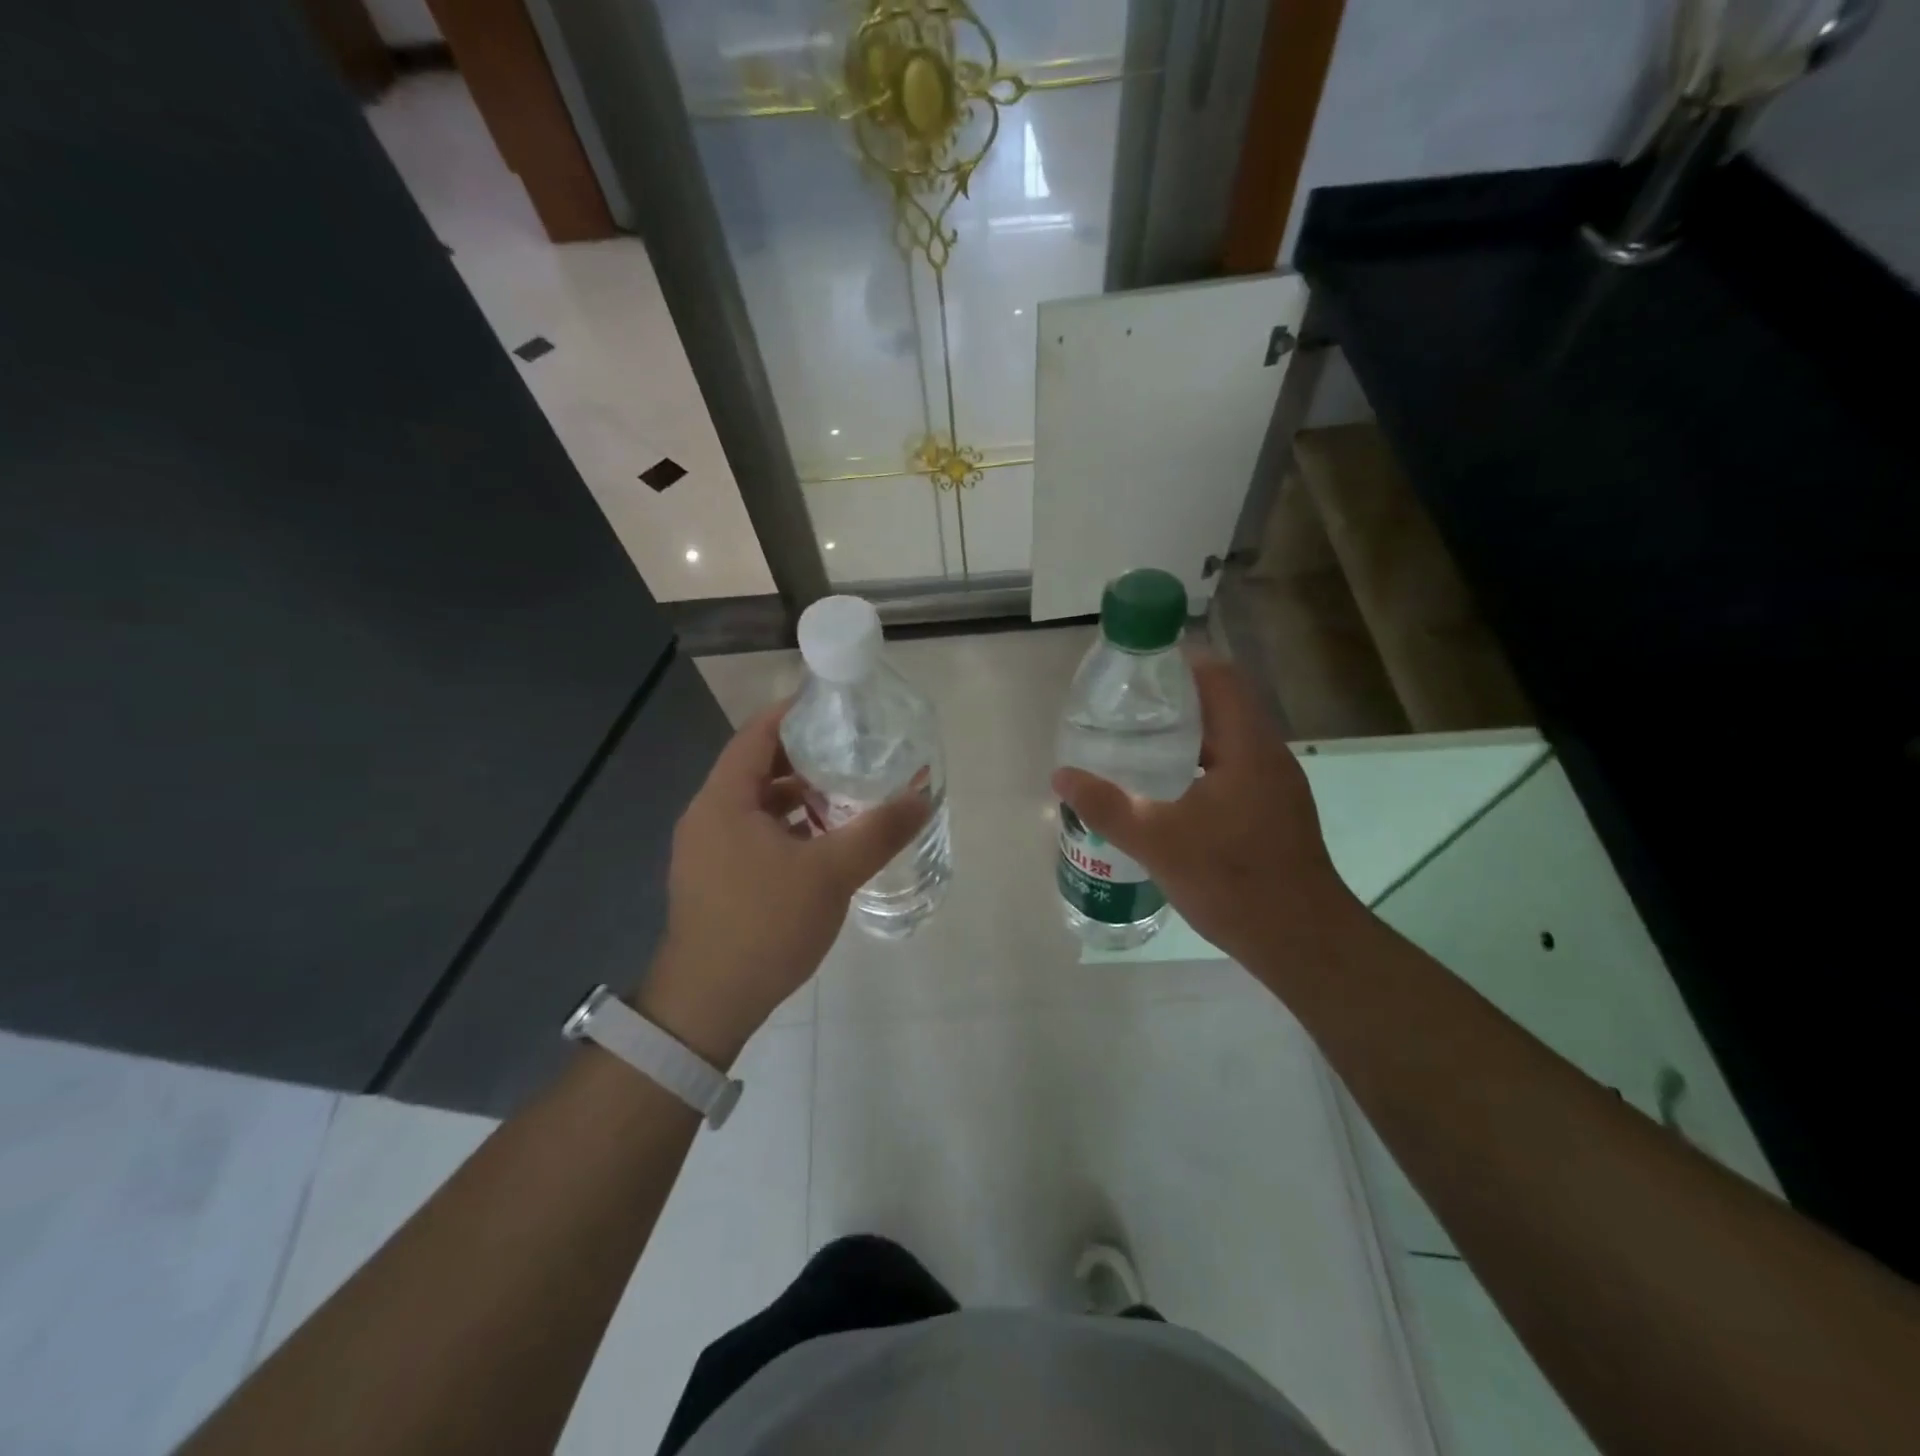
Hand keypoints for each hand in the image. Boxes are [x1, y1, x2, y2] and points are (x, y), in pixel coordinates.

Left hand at [639, 701, 930, 1065]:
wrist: (708, 1003)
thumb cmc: (764, 925)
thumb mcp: (830, 873)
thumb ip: (878, 831)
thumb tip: (923, 796)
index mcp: (724, 799)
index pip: (757, 733)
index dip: (795, 713)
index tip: (838, 707)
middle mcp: (708, 815)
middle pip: (757, 766)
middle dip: (805, 756)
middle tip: (854, 750)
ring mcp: (707, 849)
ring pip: (757, 804)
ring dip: (798, 795)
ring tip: (847, 793)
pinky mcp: (715, 877)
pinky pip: (753, 833)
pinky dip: (788, 827)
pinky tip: (824, 842)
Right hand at [1051, 656, 1362, 977]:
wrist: (1301, 941)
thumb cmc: (1232, 880)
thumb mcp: (1157, 841)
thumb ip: (1106, 805)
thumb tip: (1061, 775)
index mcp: (1248, 746)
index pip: (1219, 677)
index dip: (1179, 664)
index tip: (1136, 673)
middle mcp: (1268, 755)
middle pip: (1223, 705)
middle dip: (1175, 701)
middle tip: (1125, 710)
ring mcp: (1276, 785)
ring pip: (1228, 739)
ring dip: (1187, 735)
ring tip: (1137, 745)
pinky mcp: (1274, 811)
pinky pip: (1233, 767)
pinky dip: (1200, 764)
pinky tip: (1168, 791)